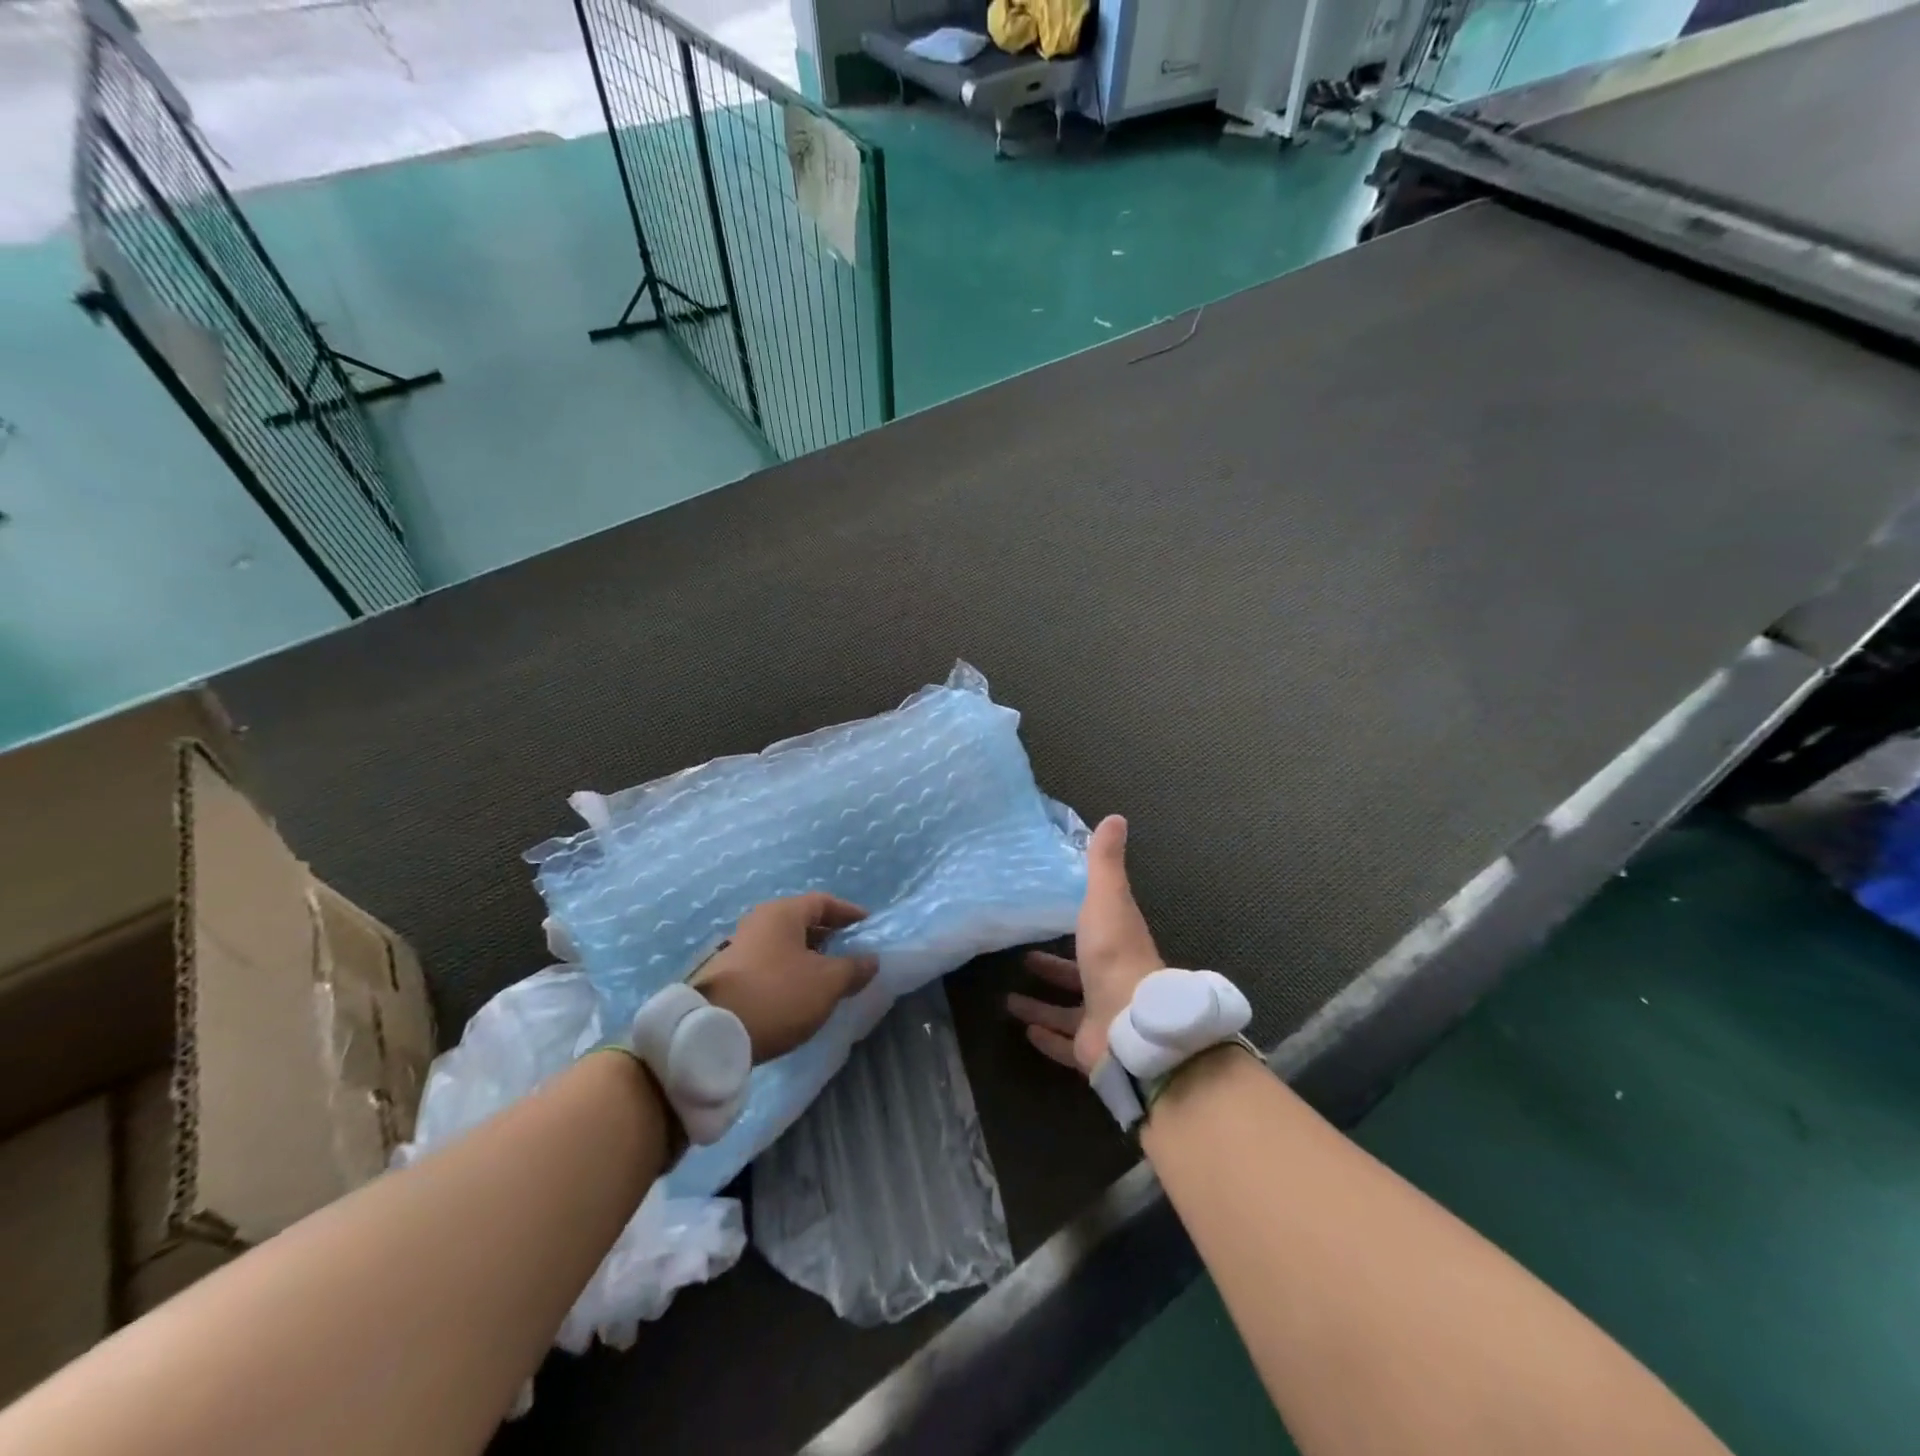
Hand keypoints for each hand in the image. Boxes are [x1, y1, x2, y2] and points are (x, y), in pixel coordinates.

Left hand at [691, 894, 878, 1062]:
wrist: (712, 1033)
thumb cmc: (778, 995)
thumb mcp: (827, 982)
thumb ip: (854, 968)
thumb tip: (871, 960)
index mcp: (783, 913)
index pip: (823, 901)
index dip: (849, 912)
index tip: (869, 926)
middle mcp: (759, 922)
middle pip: (802, 921)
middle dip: (830, 935)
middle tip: (853, 952)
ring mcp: (740, 947)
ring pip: (785, 944)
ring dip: (810, 956)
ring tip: (831, 976)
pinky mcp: (730, 975)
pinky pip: (771, 963)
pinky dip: (791, 971)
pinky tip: (802, 993)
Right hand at [1008, 816, 1163, 1074]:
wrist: (1130, 1024)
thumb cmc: (1113, 954)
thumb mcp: (1106, 898)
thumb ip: (1104, 862)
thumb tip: (1115, 817)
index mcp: (1116, 943)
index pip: (1098, 928)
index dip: (1078, 920)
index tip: (1052, 912)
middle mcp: (1111, 979)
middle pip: (1080, 972)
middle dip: (1053, 966)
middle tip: (1023, 957)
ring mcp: (1102, 1016)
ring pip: (1068, 1010)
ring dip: (1041, 1003)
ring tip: (1007, 998)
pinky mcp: (1090, 1048)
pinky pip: (1065, 1044)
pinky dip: (1046, 1038)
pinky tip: (1023, 1031)